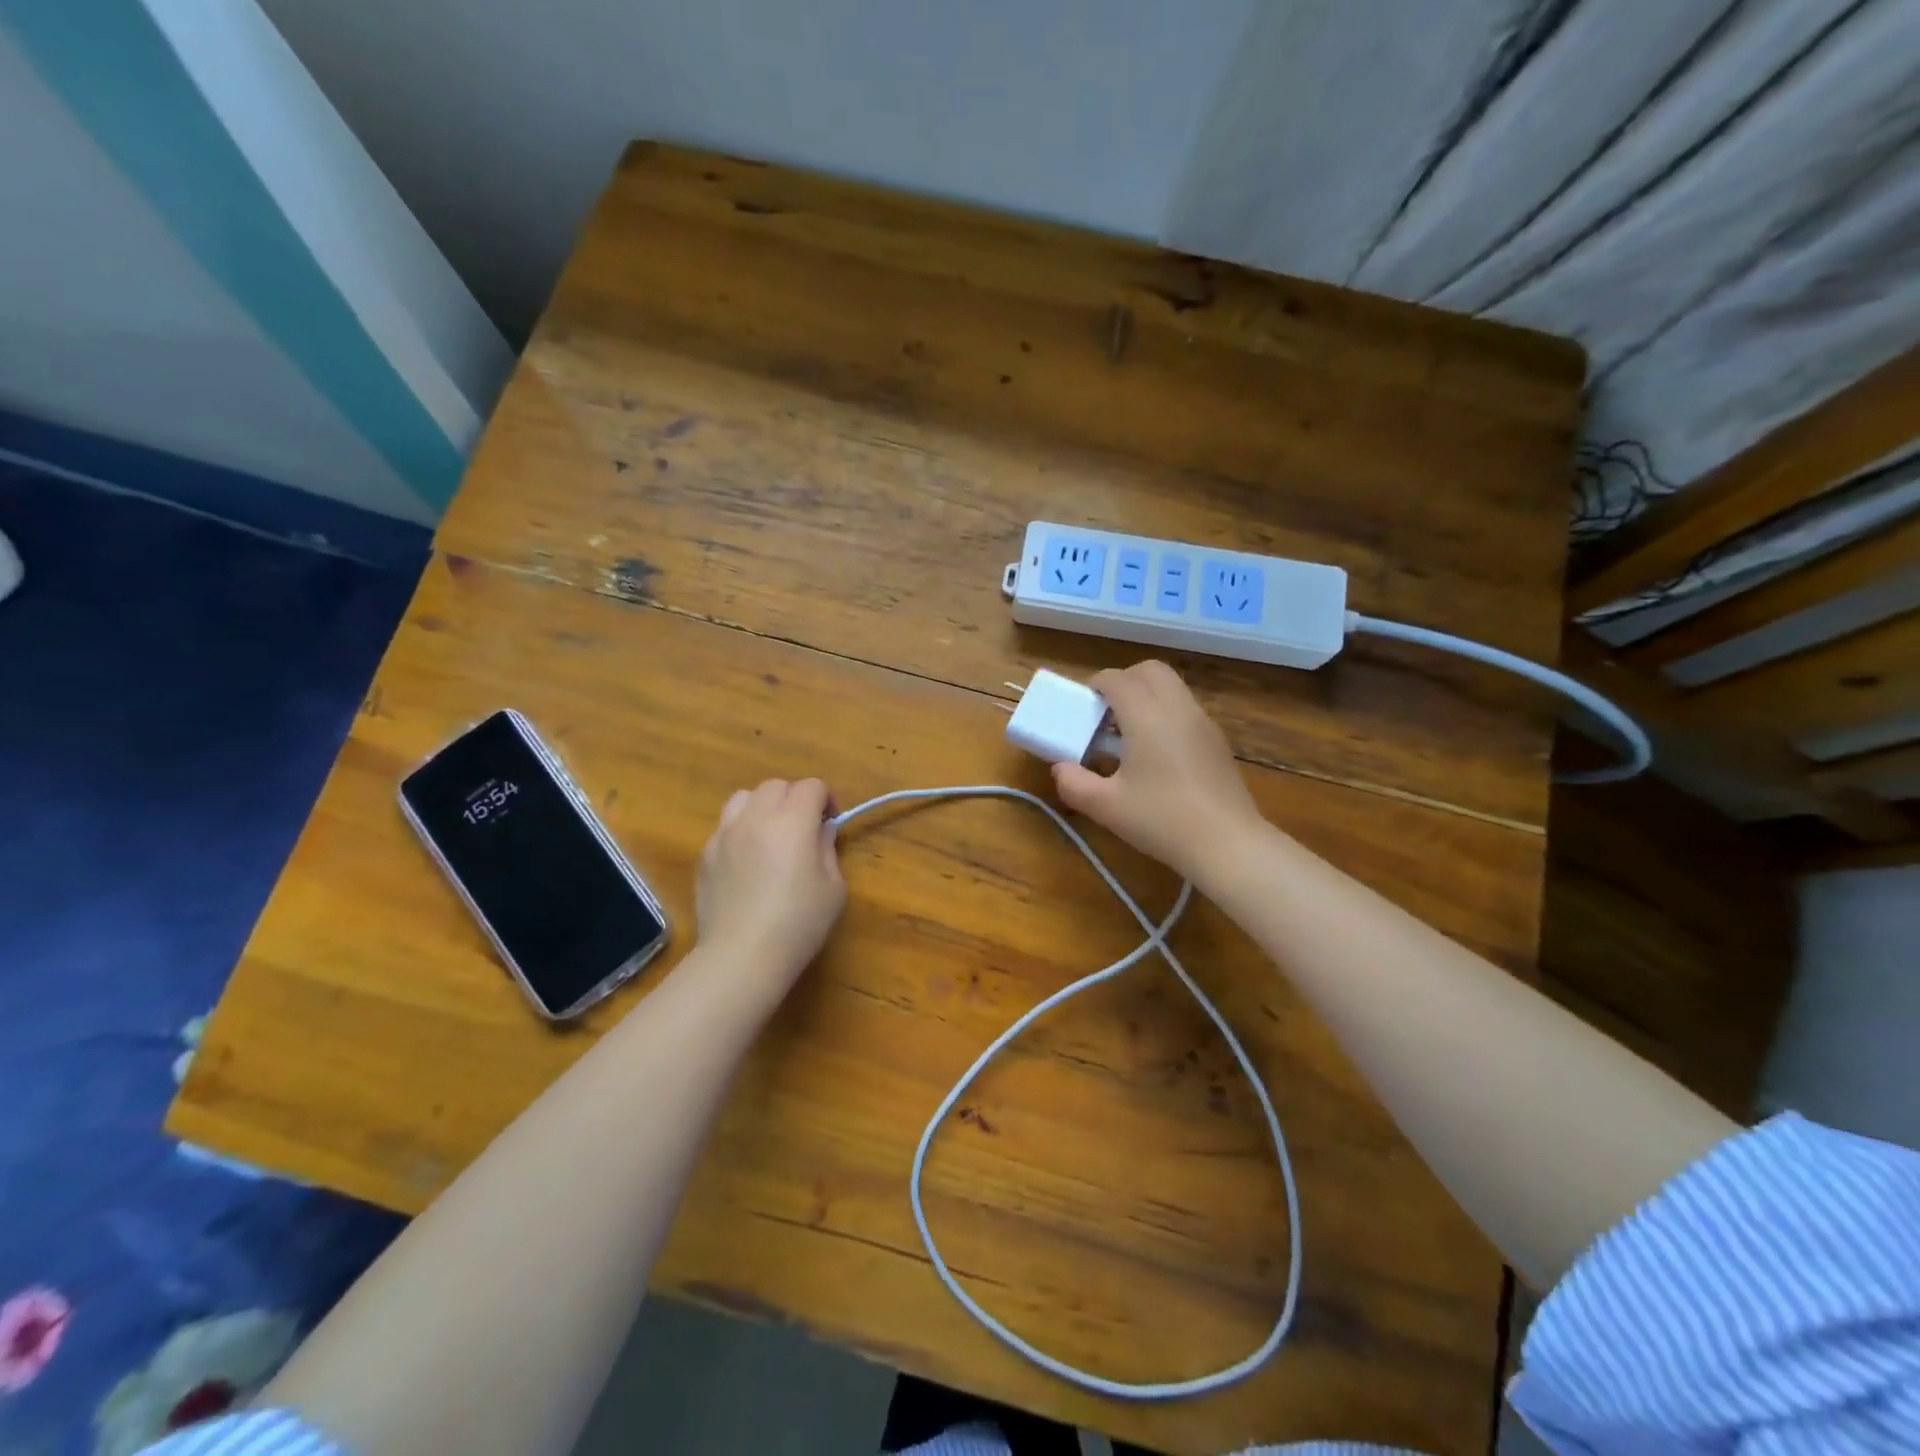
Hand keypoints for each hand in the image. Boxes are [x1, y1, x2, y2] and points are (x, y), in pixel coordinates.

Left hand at [695, 779, 845, 1005]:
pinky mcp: (705, 855)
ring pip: (744, 798)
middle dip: (794, 798)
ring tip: (770, 834)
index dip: (826, 798)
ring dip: (763, 806)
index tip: (830, 821)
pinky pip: (725, 827)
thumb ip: (827, 849)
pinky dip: (740, 831)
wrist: (741, 956)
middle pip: (776, 785)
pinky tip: (747, 861)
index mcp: (792, 821)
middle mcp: (755, 818)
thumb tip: (821, 831)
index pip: (811, 787)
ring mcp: (724, 835)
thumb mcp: (833, 888)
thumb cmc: (798, 923)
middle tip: (804, 827)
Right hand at [1051, 661, 1264, 883]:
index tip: (1081, 709)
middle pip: (1149, 670)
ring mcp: (1202, 721)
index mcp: (1146, 714)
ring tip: (1128, 735)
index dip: (1094, 686)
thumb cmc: (1161, 820)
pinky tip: (1156, 754)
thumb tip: (1061, 768)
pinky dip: (1165, 713)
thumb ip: (1074, 782)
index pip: (1115, 679)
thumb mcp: (1105, 806)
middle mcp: (1177, 707)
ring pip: (1171, 687)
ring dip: (1146, 697)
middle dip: (1123, 681)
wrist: (1227, 843)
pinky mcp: (1217, 740)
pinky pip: (1186, 708)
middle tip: (1106, 714)